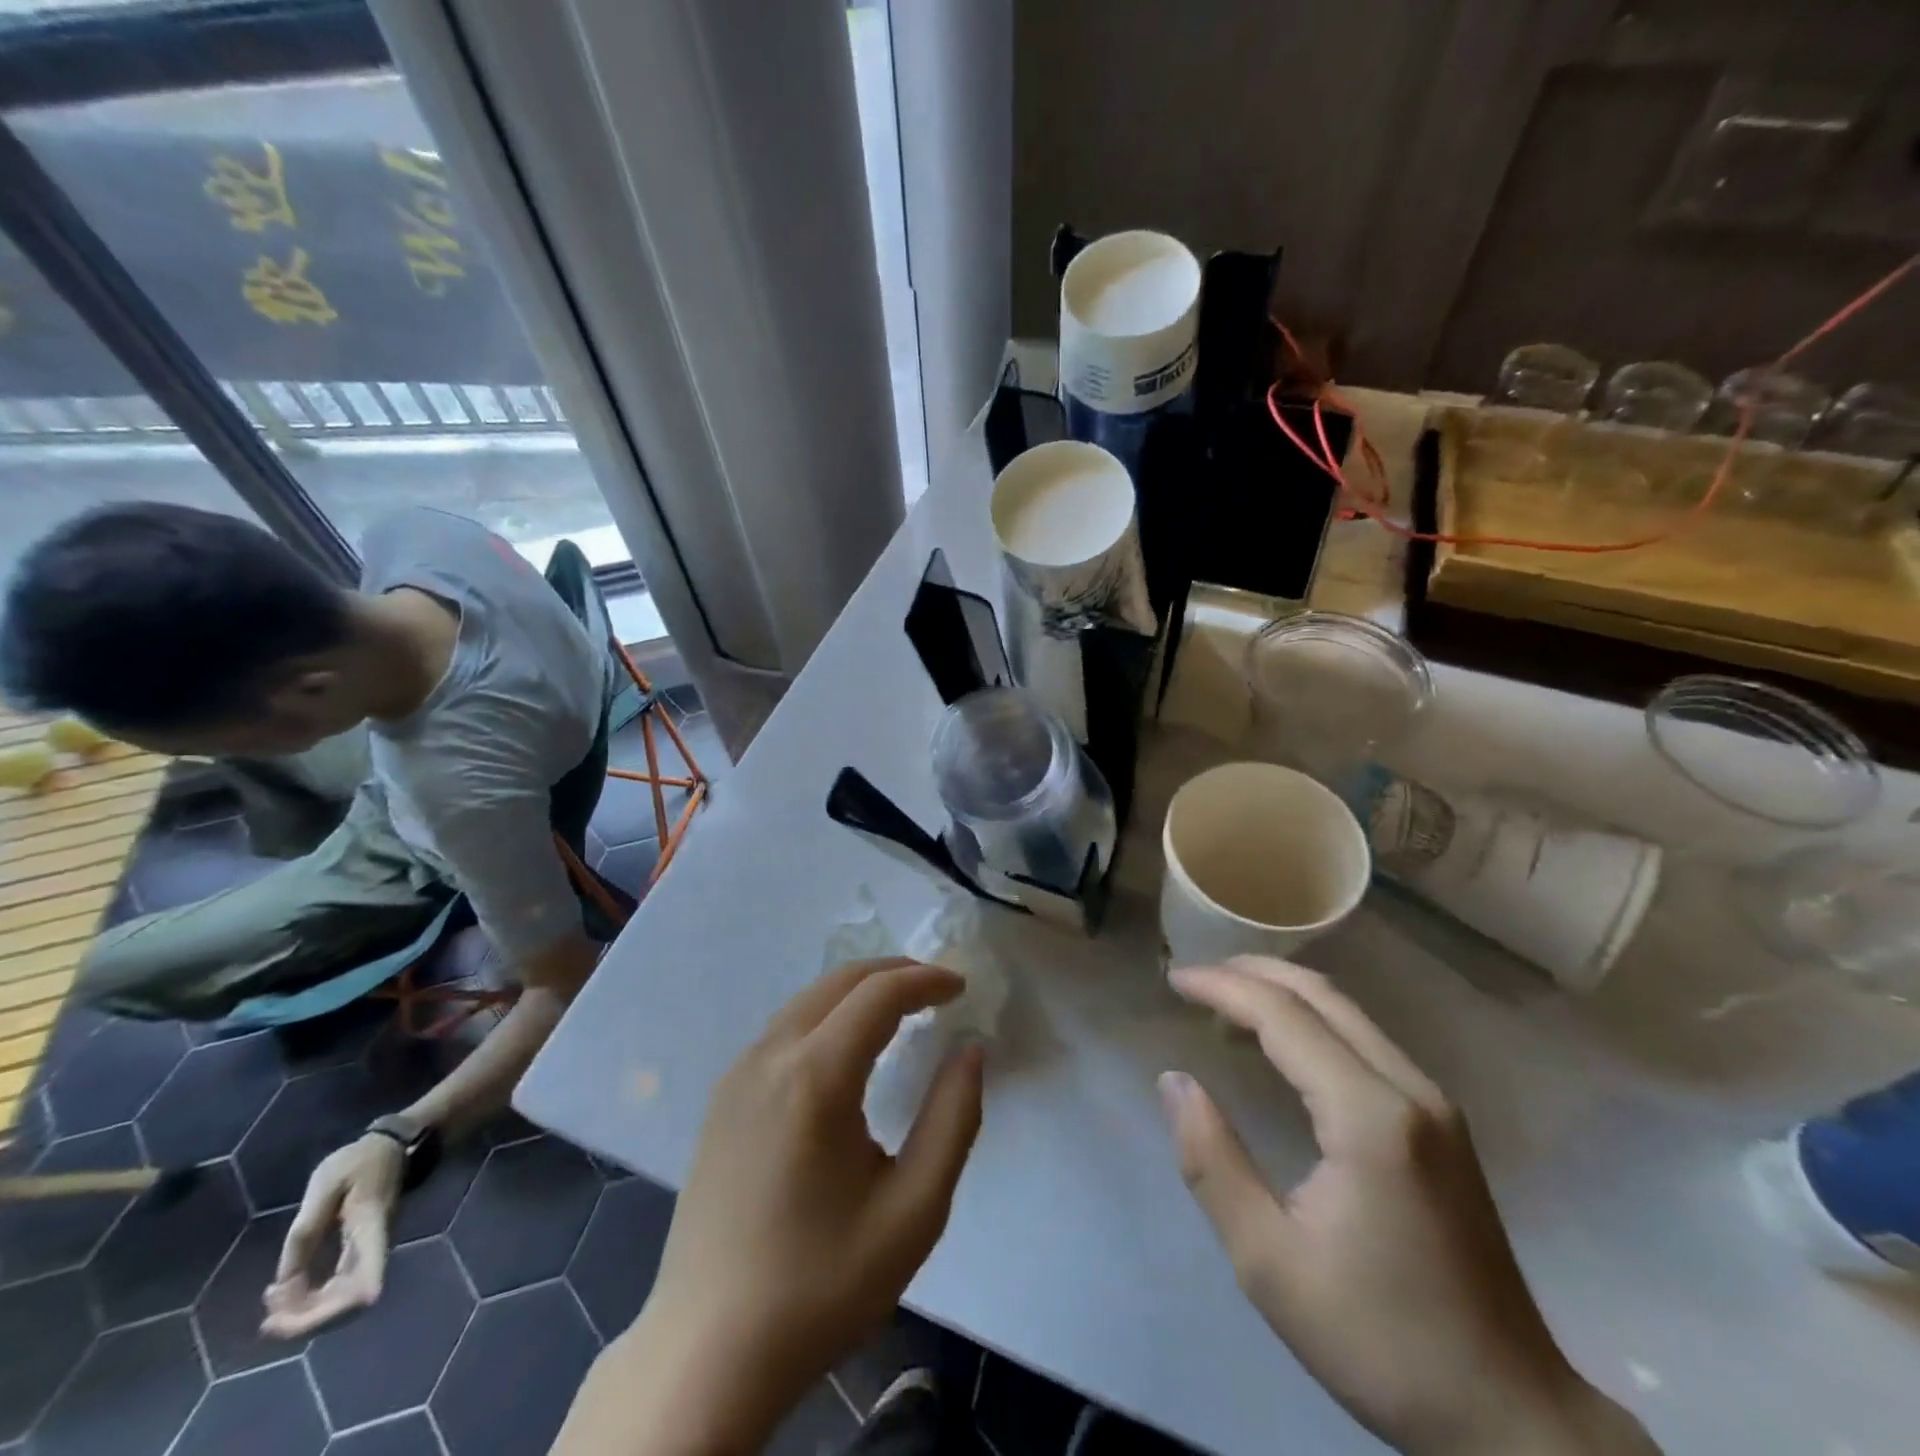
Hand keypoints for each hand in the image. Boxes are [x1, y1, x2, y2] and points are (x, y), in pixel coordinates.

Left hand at [261, 1132, 405, 1338]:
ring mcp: (370, 1253)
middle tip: (266, 1319)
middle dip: (305, 1322)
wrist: (390, 1146)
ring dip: (305, 1315)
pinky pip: (338, 1291)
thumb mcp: (325, 1186)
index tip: (287, 1319)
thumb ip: (305, 1231)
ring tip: (271, 1302)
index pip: (366, 1283)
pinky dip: (310, 1302)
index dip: (334, 1313)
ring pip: (343, 1303)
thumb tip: (283, 1284)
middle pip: (350, 1304)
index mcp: (370, 1230)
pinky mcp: (361, 1255)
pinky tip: (286, 1292)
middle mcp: (375, 1248)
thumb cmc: (359, 1161)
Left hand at [561, 958, 983, 1455]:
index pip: (879, 995)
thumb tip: (970, 1051)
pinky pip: (784, 1029)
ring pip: (808, 1000)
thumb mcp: (913, 1211)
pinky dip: (827, 1014)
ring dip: (858, 991)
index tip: (961, 987)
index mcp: (814, 1078)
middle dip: (894, 973)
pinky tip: (847, 1047)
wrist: (708, 1353)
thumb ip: (953, 1119)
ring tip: (902, 1009)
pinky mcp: (723, 1097)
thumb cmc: (821, 1285)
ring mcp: (738, 1074)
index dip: (925, 980)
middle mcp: (769, 1057)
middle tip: (937, 989)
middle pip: (839, 982)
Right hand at [1162, 957, 1657, 1455]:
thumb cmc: (1380, 1341)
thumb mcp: (1268, 1263)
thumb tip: (1175, 1080)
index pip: (1284, 1016)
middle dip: (1250, 973)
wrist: (1510, 1418)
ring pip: (1348, 1012)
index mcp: (1370, 1117)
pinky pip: (1365, 1040)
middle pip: (1321, 995)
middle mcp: (1410, 1090)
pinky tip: (1281, 1046)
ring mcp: (1435, 1104)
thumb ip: (1213, 1162)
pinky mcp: (1443, 1124)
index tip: (1173, 981)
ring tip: (1223, 1004)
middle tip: (1194, 980)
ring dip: (1281, 993)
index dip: (1222, 988)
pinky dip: (1312, 1021)